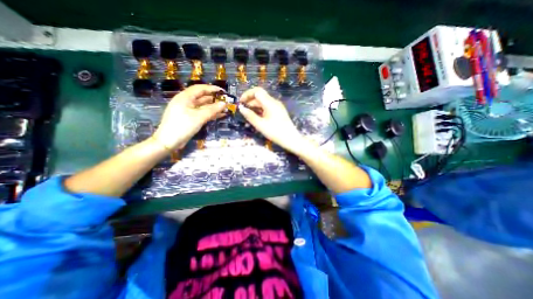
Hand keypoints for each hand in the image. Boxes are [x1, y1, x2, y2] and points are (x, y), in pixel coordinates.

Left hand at [152, 84, 224, 149]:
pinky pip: (202, 113)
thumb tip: (224, 104)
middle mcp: (186, 102)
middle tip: (226, 101)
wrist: (168, 142)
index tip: (223, 92)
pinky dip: (210, 114)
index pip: (200, 89)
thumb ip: (212, 110)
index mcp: (185, 97)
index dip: (212, 89)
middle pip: (202, 97)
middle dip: (214, 99)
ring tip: (225, 109)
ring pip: (203, 106)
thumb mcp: (199, 117)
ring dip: (214, 107)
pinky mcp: (190, 118)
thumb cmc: (183, 126)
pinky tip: (220, 115)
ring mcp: (187, 111)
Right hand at [238, 86, 303, 151]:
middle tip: (243, 110)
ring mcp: (277, 107)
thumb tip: (241, 108)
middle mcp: (274, 102)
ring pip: (264, 102)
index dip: (247, 94)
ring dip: (255, 106)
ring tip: (248, 114)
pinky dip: (260, 109)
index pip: (257, 91)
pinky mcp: (279, 111)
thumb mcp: (260, 125)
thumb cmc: (275, 132)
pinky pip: (268, 107)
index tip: (241, 102)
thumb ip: (250, 116)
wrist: (291, 139)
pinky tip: (257, 116)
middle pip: (260, 96)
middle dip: (250, 101)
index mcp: (270, 103)